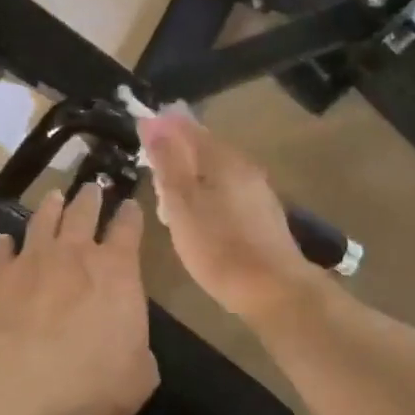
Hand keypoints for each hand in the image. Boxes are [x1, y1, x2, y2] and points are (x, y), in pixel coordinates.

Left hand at [0, 185, 158, 414]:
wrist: (16, 383)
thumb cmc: (90, 382)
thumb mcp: (137, 379)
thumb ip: (139, 357)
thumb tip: (135, 353)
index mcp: (117, 271)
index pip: (128, 230)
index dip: (130, 215)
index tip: (130, 204)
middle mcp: (74, 254)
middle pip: (83, 213)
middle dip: (90, 198)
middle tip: (91, 188)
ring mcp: (31, 260)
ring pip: (42, 221)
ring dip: (50, 207)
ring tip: (54, 197)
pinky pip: (1, 251)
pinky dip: (4, 245)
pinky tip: (3, 242)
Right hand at [138, 111, 320, 321]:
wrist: (275, 291)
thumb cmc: (219, 247)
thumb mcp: (181, 204)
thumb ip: (167, 163)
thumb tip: (153, 122)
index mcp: (222, 158)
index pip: (187, 127)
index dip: (162, 125)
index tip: (139, 129)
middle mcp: (243, 166)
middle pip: (203, 147)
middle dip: (175, 149)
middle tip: (149, 162)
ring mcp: (256, 190)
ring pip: (215, 170)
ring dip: (189, 174)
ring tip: (167, 193)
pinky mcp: (262, 214)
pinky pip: (226, 190)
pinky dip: (205, 193)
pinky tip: (196, 214)